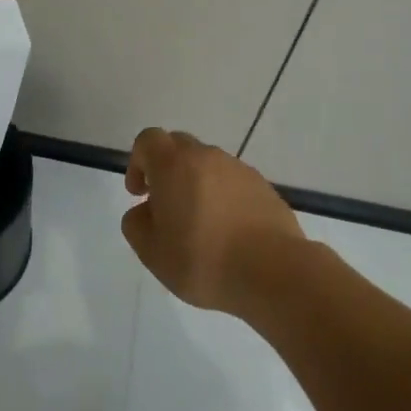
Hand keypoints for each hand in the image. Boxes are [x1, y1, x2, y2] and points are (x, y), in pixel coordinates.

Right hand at [120, 127, 303, 314]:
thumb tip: (143, 212)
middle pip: (178, 147)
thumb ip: (136, 225)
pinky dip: (223, 197)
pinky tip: (228, 232)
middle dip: (167, 170)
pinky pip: (232, 182)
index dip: (138, 162)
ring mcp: (238, 169)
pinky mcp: (263, 186)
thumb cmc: (203, 259)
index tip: (140, 194)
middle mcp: (206, 156)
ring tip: (200, 226)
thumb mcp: (152, 253)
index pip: (148, 140)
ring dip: (196, 184)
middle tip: (166, 207)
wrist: (273, 271)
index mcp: (174, 164)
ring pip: (207, 165)